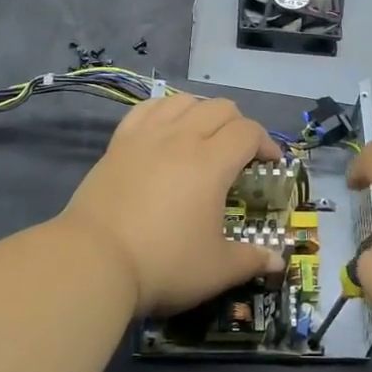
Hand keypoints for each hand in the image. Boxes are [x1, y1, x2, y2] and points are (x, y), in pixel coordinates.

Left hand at [60, 94, 283, 314]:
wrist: (94, 261)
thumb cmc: (163, 264)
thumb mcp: (216, 270)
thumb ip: (251, 260)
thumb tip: (277, 260)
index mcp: (212, 162)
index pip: (248, 132)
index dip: (267, 143)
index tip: (270, 164)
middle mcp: (182, 138)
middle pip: (220, 108)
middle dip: (239, 125)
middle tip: (240, 154)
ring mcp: (147, 136)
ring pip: (183, 101)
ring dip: (202, 112)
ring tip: (203, 137)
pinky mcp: (119, 143)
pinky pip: (147, 109)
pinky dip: (165, 110)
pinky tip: (166, 128)